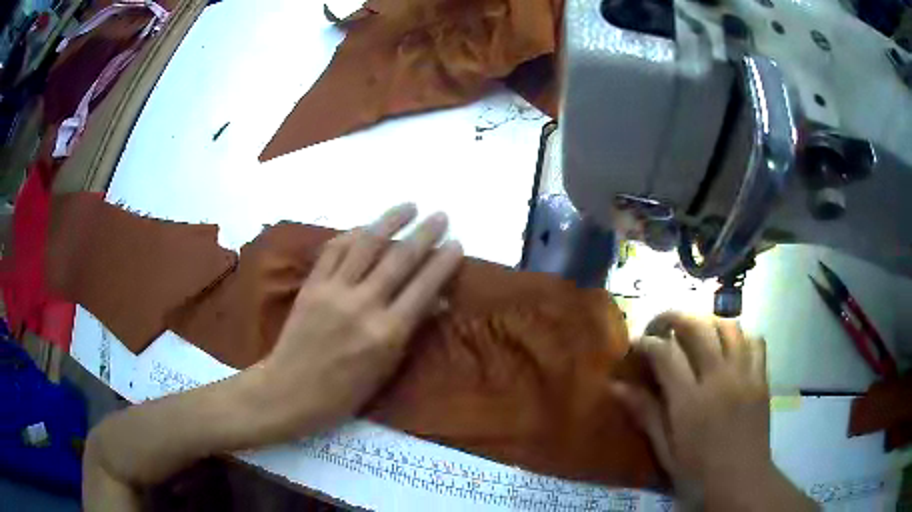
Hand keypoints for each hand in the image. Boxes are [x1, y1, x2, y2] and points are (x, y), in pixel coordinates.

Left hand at [252, 203, 462, 438]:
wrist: (291, 390)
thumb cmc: (344, 392)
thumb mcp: (386, 369)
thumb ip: (411, 331)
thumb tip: (437, 302)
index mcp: (387, 333)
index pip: (424, 287)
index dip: (444, 262)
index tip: (457, 244)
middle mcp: (364, 305)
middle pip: (400, 258)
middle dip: (425, 233)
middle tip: (441, 216)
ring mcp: (334, 291)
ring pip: (367, 244)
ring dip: (390, 220)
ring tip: (409, 206)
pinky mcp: (312, 285)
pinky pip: (333, 250)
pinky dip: (351, 234)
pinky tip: (365, 227)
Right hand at [611, 312, 815, 510]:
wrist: (741, 481)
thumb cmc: (698, 472)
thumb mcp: (666, 450)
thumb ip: (645, 414)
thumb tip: (616, 386)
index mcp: (690, 401)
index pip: (666, 353)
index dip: (647, 342)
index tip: (636, 344)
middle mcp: (719, 378)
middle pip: (698, 326)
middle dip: (674, 317)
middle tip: (661, 326)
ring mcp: (744, 375)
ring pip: (728, 326)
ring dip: (708, 322)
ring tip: (695, 333)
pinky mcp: (761, 378)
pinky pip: (754, 340)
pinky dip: (739, 337)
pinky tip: (729, 348)